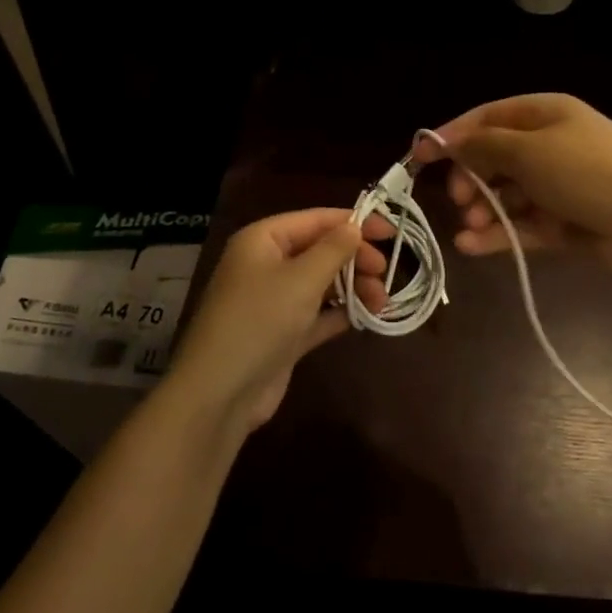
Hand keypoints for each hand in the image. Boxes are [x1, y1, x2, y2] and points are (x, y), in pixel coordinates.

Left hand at [167, 208, 390, 432]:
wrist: (220, 392)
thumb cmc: (260, 320)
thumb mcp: (302, 278)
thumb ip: (334, 249)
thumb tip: (354, 226)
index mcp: (263, 240)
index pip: (316, 220)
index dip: (355, 222)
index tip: (391, 232)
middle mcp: (267, 264)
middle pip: (320, 250)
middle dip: (355, 259)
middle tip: (384, 274)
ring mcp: (274, 301)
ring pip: (322, 283)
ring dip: (353, 287)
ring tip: (381, 302)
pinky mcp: (283, 333)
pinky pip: (318, 313)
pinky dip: (340, 312)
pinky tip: (366, 317)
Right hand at [411, 94, 611, 272]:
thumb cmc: (588, 172)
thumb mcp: (530, 150)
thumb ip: (484, 145)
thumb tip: (451, 142)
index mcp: (545, 114)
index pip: (488, 118)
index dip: (452, 135)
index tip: (420, 156)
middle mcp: (549, 145)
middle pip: (495, 157)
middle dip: (472, 177)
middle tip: (460, 199)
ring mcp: (558, 185)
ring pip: (506, 194)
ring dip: (484, 209)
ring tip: (471, 225)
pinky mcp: (563, 222)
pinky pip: (521, 223)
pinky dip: (497, 233)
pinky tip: (471, 245)